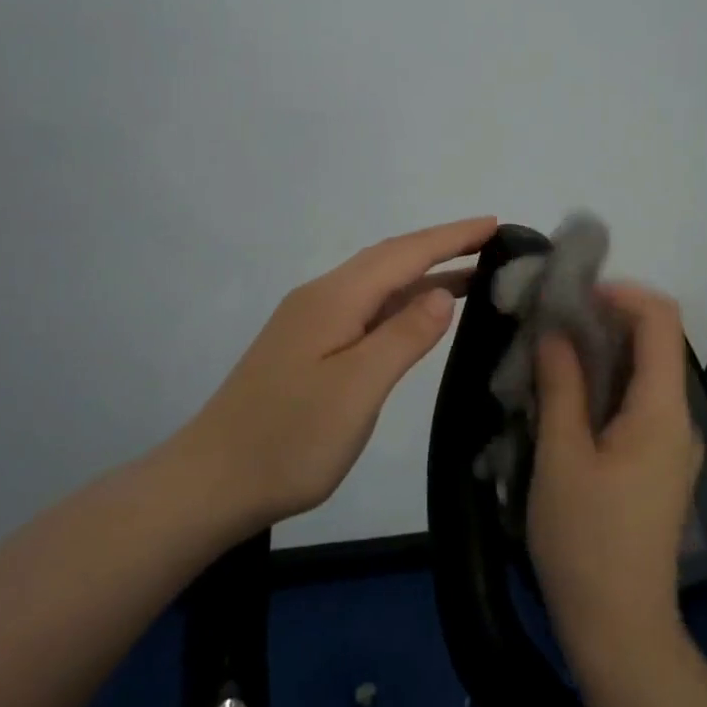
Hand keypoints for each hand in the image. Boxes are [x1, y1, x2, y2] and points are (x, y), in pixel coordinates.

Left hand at [181, 217, 497, 526]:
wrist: (211, 482)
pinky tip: (418, 315)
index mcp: (334, 298)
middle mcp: (322, 298)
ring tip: (473, 275)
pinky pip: (366, 308)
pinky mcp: (307, 346)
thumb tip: (441, 293)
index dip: (451, 237)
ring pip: (377, 284)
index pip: (404, 253)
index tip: (495, 224)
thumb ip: (403, 337)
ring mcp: (311, 322)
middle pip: (389, 259)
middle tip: (492, 244)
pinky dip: (401, 301)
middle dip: (440, 247)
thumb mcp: (357, 388)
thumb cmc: (289, 439)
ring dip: (423, 274)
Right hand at [528, 284, 703, 674]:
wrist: (619, 630)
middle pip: (654, 343)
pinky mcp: (657, 466)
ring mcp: (671, 445)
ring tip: (548, 358)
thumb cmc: (586, 541)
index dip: (621, 293)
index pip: (662, 320)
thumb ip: (561, 386)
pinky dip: (604, 386)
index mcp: (662, 411)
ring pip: (642, 375)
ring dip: (599, 354)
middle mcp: (678, 420)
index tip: (571, 297)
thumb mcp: (561, 457)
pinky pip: (636, 405)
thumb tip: (556, 333)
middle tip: (548, 325)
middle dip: (603, 320)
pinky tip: (564, 401)